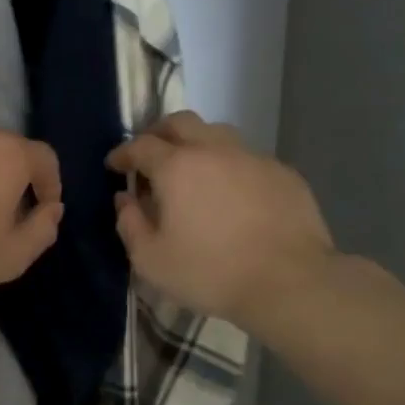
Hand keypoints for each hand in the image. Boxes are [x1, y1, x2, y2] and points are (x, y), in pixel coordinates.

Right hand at [107, 112, 334, 331]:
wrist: (289, 282)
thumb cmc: (210, 272)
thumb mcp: (152, 260)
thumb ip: (130, 224)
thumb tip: (125, 200)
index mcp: (177, 167)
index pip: (141, 145)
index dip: (123, 153)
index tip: (114, 165)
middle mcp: (214, 150)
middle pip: (180, 122)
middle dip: (158, 133)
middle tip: (150, 155)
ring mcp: (253, 158)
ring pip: (218, 134)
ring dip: (197, 143)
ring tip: (192, 170)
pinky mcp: (283, 173)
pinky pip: (248, 158)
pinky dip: (230, 167)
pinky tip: (232, 194)